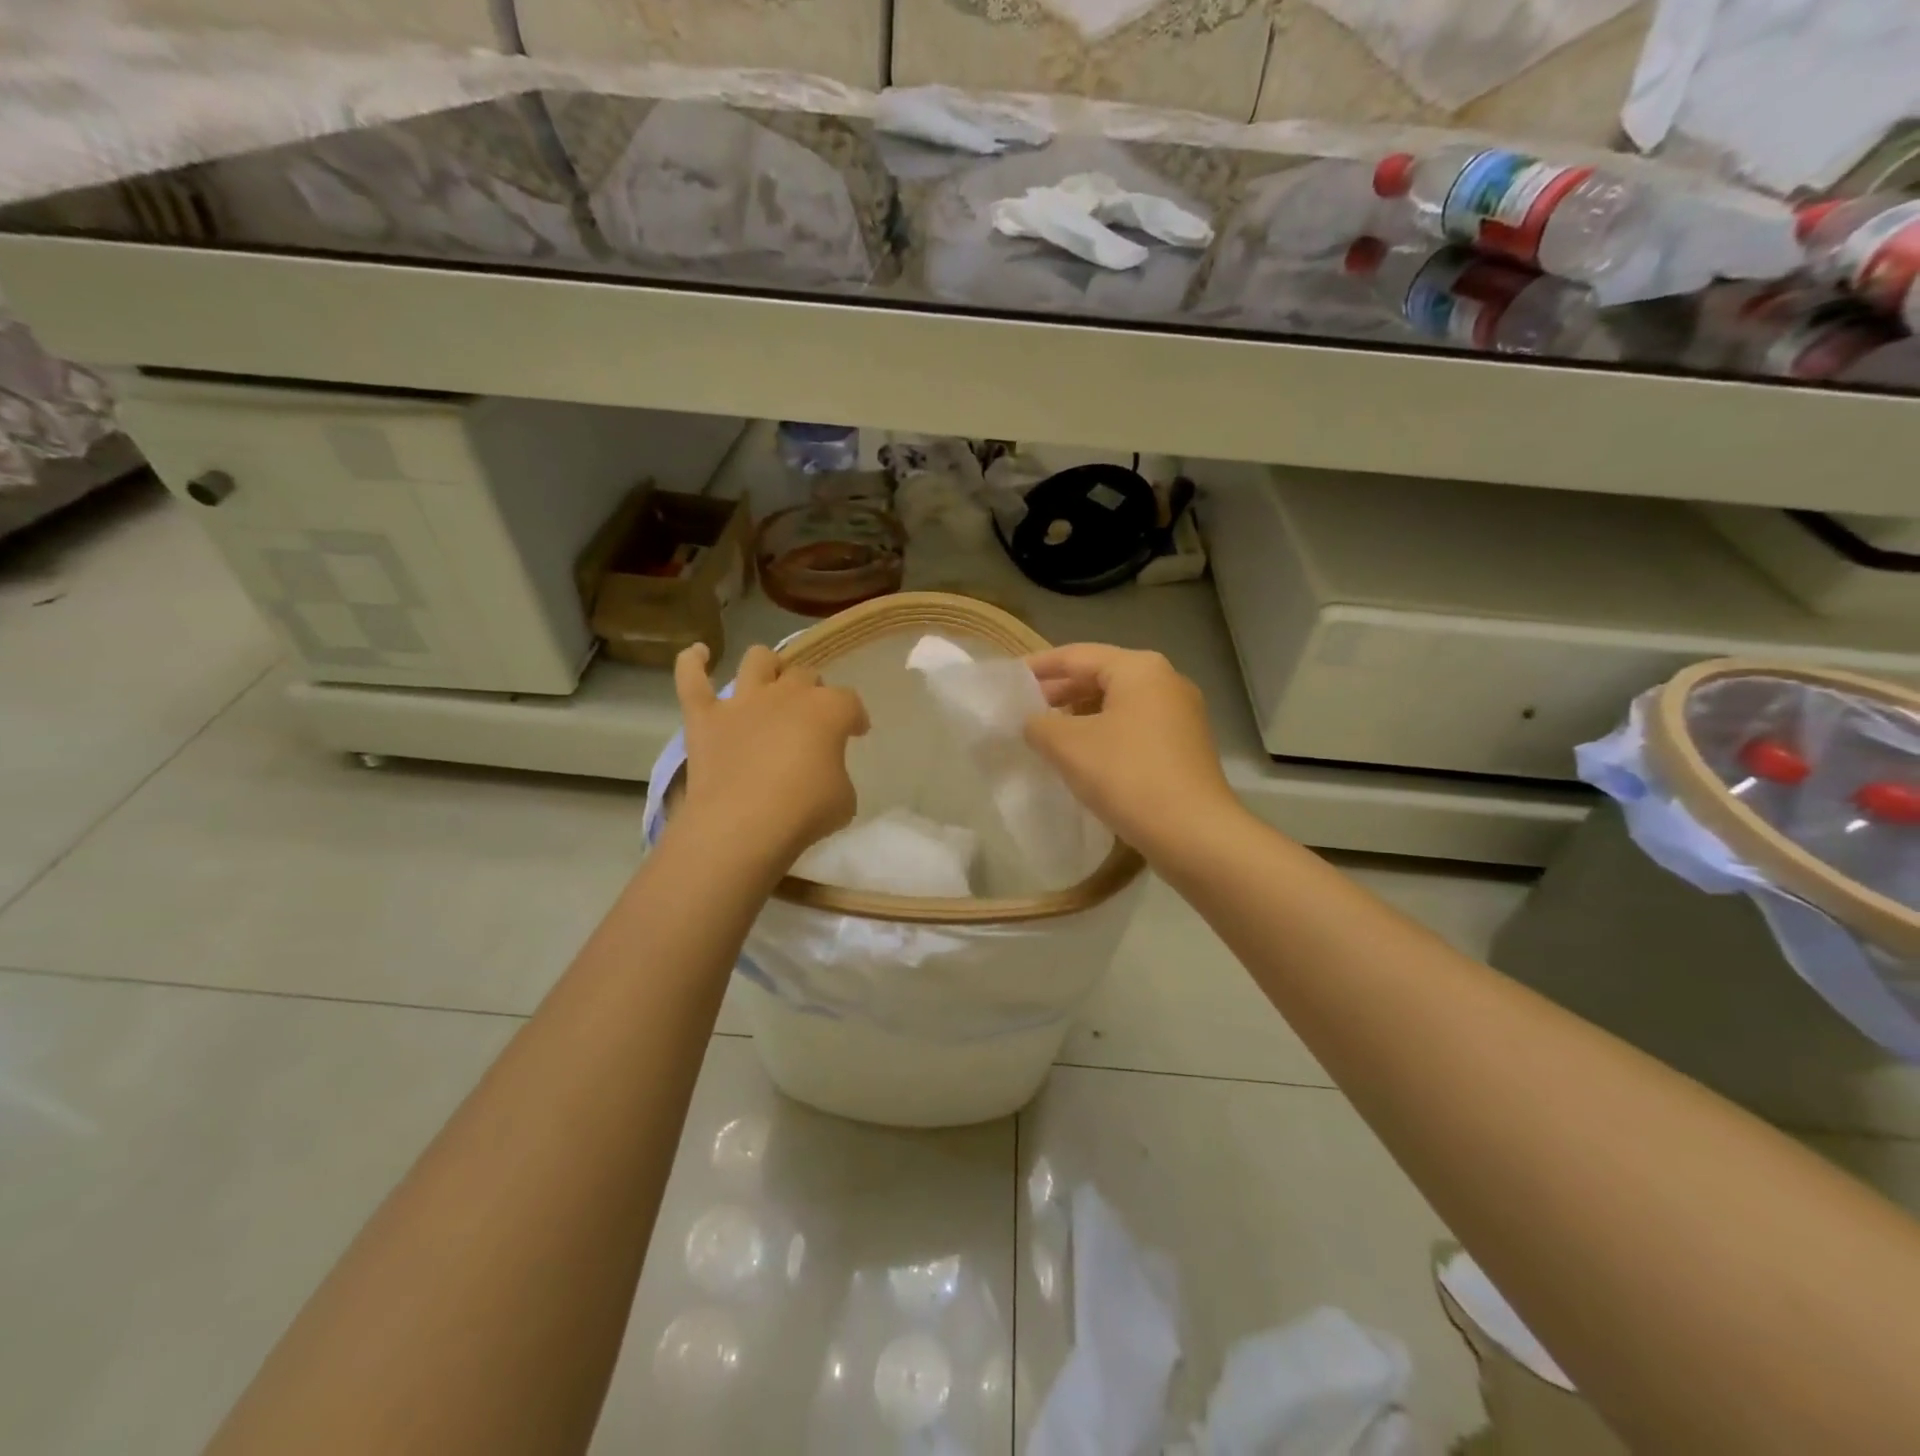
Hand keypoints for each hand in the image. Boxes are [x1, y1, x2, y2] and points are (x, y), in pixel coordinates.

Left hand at [673, 643, 868, 868]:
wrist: (743, 824)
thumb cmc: (804, 811)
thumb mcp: (844, 798)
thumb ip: (837, 774)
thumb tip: (823, 773)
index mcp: (827, 710)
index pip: (849, 702)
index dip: (855, 716)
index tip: (856, 732)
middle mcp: (786, 694)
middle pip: (805, 675)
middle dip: (813, 690)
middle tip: (812, 717)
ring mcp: (742, 702)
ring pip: (757, 660)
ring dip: (767, 665)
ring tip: (770, 680)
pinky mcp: (704, 717)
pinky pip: (691, 678)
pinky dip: (692, 662)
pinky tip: (698, 654)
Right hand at [1024, 644, 1239, 857]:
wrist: (1193, 833)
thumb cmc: (1127, 775)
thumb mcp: (1067, 746)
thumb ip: (1038, 725)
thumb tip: (1033, 723)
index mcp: (1139, 668)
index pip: (1076, 655)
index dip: (1038, 667)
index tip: (1008, 680)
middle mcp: (1166, 681)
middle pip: (1100, 676)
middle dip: (1060, 692)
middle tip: (1023, 710)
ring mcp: (1181, 714)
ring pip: (1118, 704)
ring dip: (1081, 716)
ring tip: (1047, 735)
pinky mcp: (1185, 746)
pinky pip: (1134, 727)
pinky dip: (1104, 733)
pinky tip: (1083, 756)